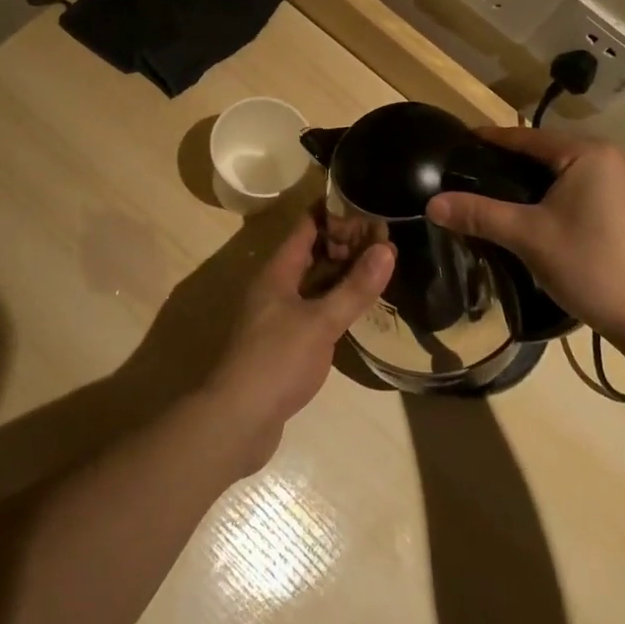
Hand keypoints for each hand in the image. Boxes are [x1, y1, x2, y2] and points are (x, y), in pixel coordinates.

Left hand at [200, 208, 393, 472]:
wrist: (238, 421)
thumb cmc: (276, 361)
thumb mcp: (321, 322)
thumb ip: (354, 288)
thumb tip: (387, 248)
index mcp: (278, 272)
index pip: (307, 226)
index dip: (334, 212)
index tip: (367, 203)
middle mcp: (276, 287)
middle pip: (312, 253)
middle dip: (345, 243)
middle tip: (384, 237)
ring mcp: (278, 316)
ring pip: (314, 283)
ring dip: (342, 273)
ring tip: (379, 266)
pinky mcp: (285, 344)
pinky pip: (314, 309)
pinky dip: (336, 302)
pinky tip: (359, 309)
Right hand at [425, 127, 624, 344]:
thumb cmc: (591, 266)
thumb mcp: (528, 237)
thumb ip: (480, 214)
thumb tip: (432, 204)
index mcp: (589, 153)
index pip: (528, 138)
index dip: (491, 140)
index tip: (460, 141)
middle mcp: (613, 158)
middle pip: (548, 152)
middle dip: (511, 161)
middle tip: (472, 172)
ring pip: (566, 171)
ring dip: (534, 180)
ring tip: (497, 192)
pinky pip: (583, 188)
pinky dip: (556, 194)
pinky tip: (536, 212)